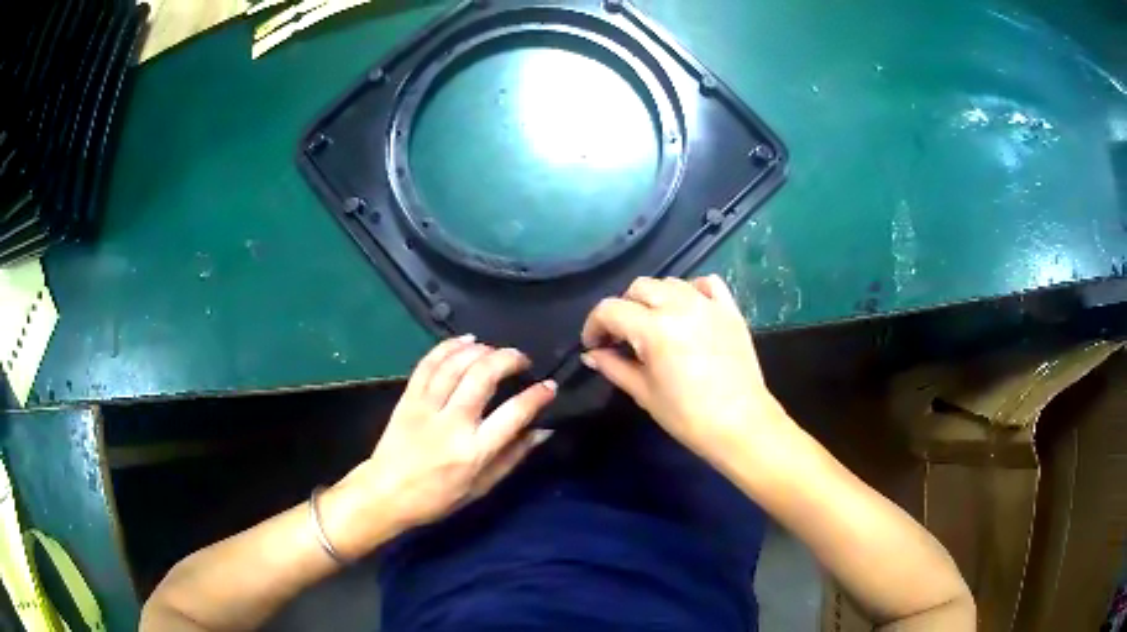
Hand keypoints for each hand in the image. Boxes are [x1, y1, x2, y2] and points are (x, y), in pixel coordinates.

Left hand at [339, 337, 556, 540]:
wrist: (386, 494)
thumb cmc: (437, 498)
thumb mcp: (481, 487)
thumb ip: (513, 457)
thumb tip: (542, 430)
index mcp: (474, 451)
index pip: (513, 414)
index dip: (536, 396)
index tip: (549, 386)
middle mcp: (452, 423)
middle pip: (483, 376)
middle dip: (509, 359)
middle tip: (522, 360)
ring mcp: (426, 407)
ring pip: (456, 364)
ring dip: (481, 349)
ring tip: (496, 350)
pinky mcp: (408, 398)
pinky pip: (428, 363)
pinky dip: (449, 346)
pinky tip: (466, 340)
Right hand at [581, 276, 788, 460]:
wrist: (740, 424)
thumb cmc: (687, 416)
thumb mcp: (644, 393)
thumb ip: (614, 367)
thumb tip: (592, 354)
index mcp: (653, 328)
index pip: (610, 309)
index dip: (594, 325)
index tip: (593, 344)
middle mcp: (680, 306)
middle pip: (639, 287)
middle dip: (623, 308)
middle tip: (623, 336)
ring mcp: (708, 304)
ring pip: (671, 282)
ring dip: (655, 298)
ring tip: (655, 324)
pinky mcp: (730, 310)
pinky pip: (708, 284)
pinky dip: (692, 290)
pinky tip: (689, 309)